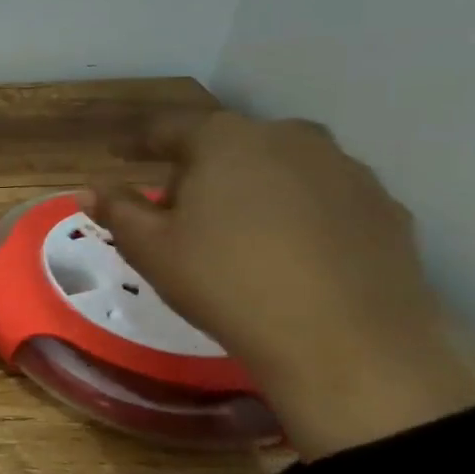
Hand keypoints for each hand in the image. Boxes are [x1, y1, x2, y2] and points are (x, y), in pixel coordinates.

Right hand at [91, 111, 474, 458]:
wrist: (348, 344)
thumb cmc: (226, 282)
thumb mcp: (150, 248)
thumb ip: (117, 209)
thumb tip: (88, 189)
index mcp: (225, 140)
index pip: (168, 128)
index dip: (138, 143)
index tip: (120, 157)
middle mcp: (290, 139)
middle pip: (228, 143)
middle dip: (198, 167)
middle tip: (179, 206)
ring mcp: (347, 171)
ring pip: (281, 166)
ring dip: (252, 186)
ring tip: (236, 229)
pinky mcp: (386, 209)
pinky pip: (324, 197)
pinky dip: (298, 212)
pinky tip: (289, 251)